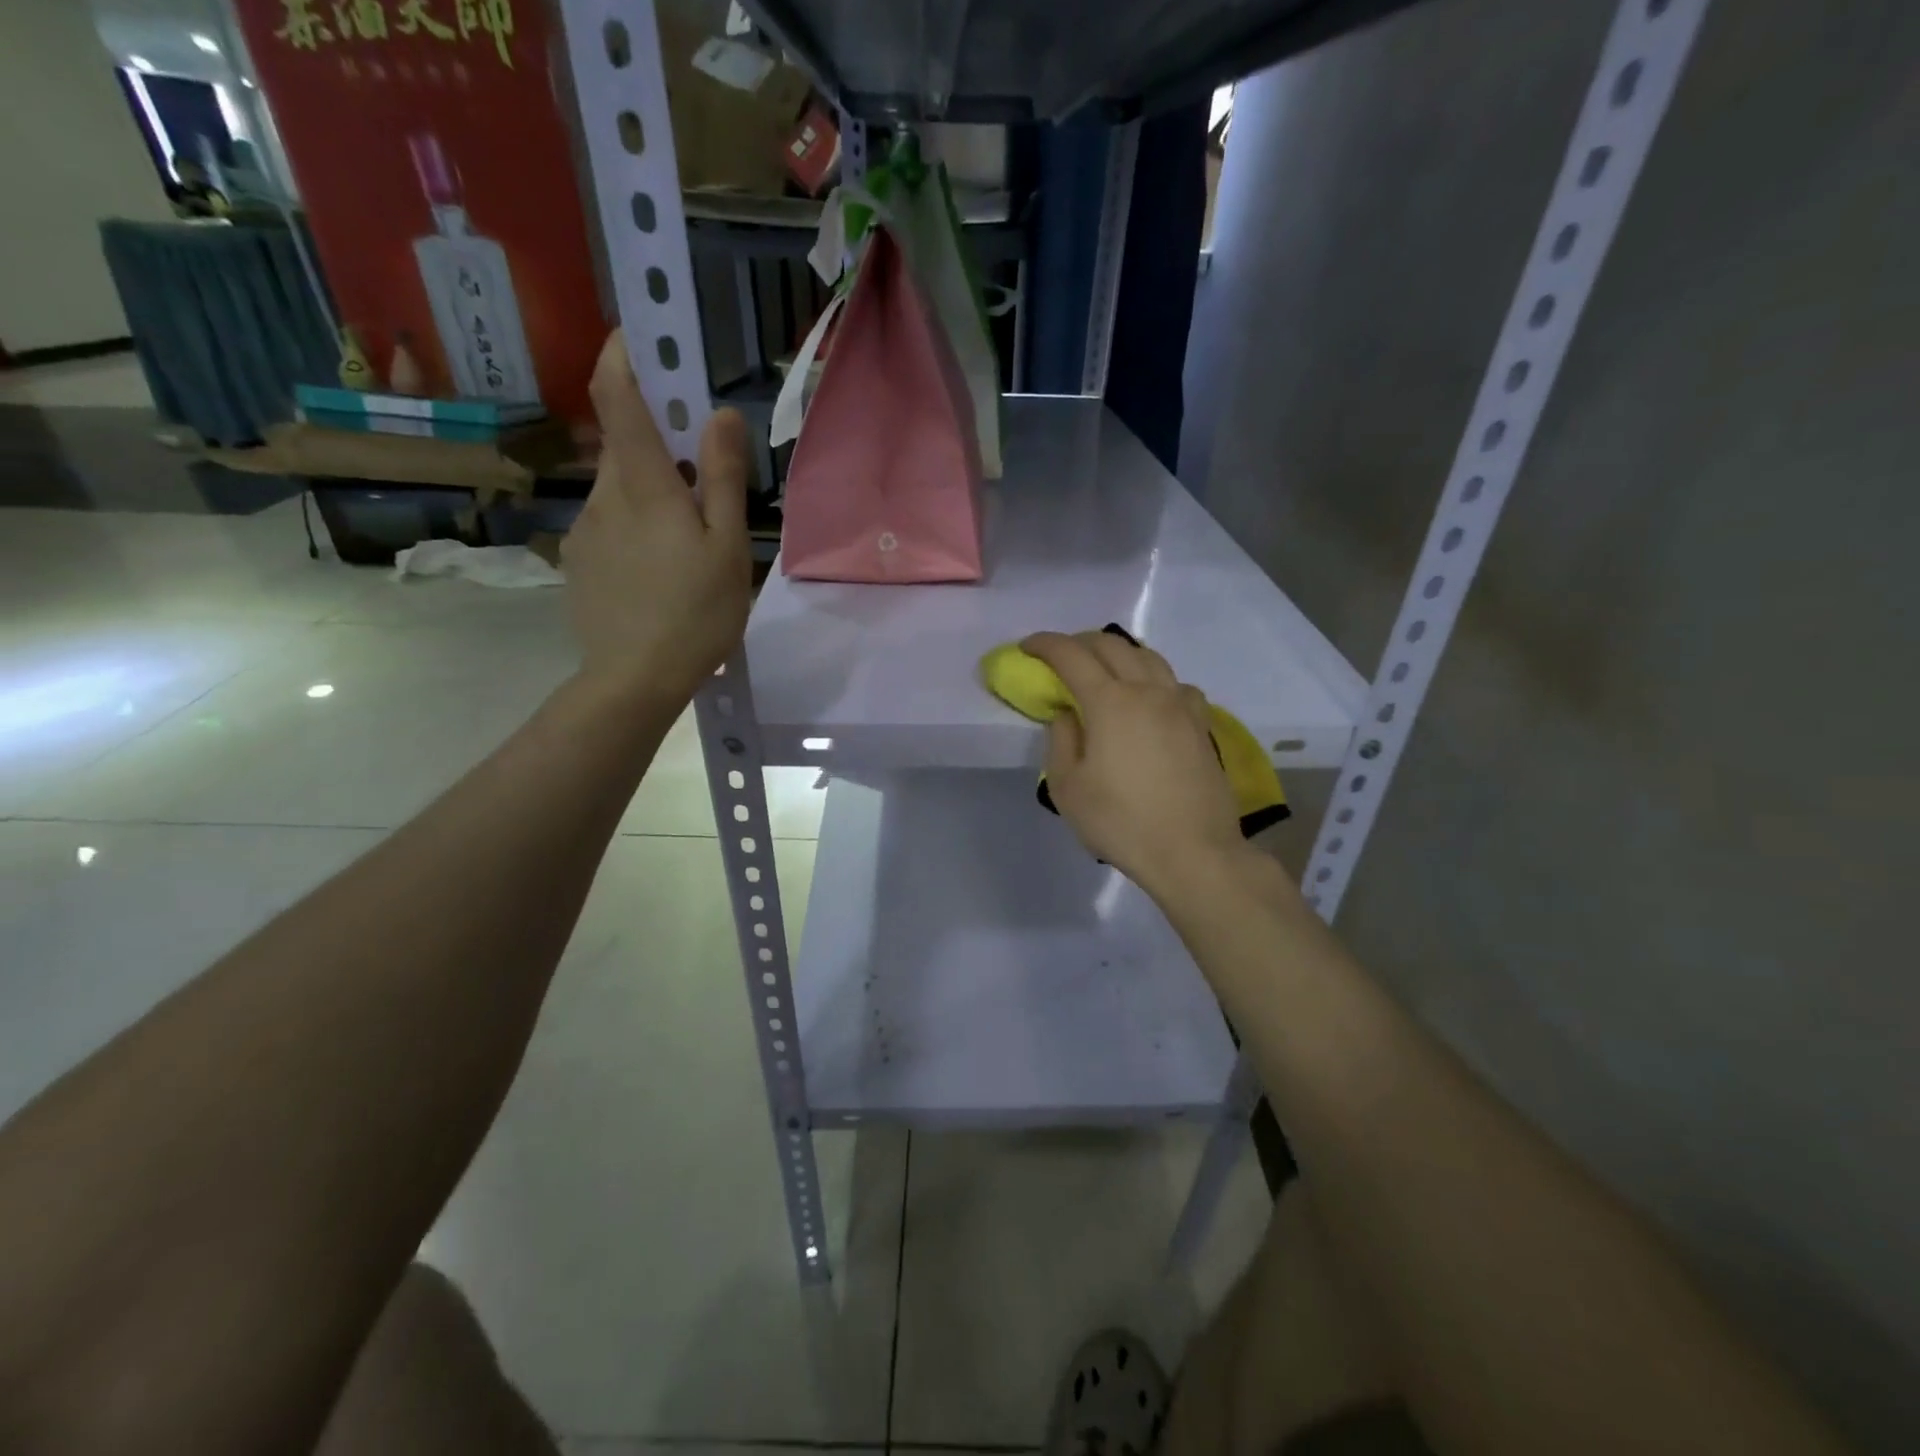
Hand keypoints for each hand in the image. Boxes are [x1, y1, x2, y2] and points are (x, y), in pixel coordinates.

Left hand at [563, 331, 752, 704]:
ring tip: (687, 541)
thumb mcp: (726, 546)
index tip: (640, 334)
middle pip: (624, 444)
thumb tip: (721, 414)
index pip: (618, 396)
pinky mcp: (578, 561)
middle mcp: (602, 495)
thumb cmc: (694, 612)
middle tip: (701, 470)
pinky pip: (609, 525)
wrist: (633, 680)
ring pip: (619, 489)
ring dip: (650, 492)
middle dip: (657, 439)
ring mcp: (584, 530)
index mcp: (642, 484)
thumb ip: (722, 478)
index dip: (624, 355)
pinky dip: (635, 527)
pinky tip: (659, 572)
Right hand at [1022, 630, 1251, 899]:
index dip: (1045, 644)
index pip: (1071, 655)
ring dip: (1118, 652)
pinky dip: (1153, 678)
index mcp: (1109, 702)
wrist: (1192, 851)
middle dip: (1080, 642)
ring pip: (1148, 656)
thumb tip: (1067, 714)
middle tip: (1061, 656)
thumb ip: (1061, 741)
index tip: (1028, 647)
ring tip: (1103, 668)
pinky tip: (1150, 698)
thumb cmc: (1120, 822)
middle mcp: (1147, 691)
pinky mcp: (1201, 724)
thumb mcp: (1067, 788)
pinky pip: (1175, 683)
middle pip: (1112, 645)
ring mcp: (1180, 704)